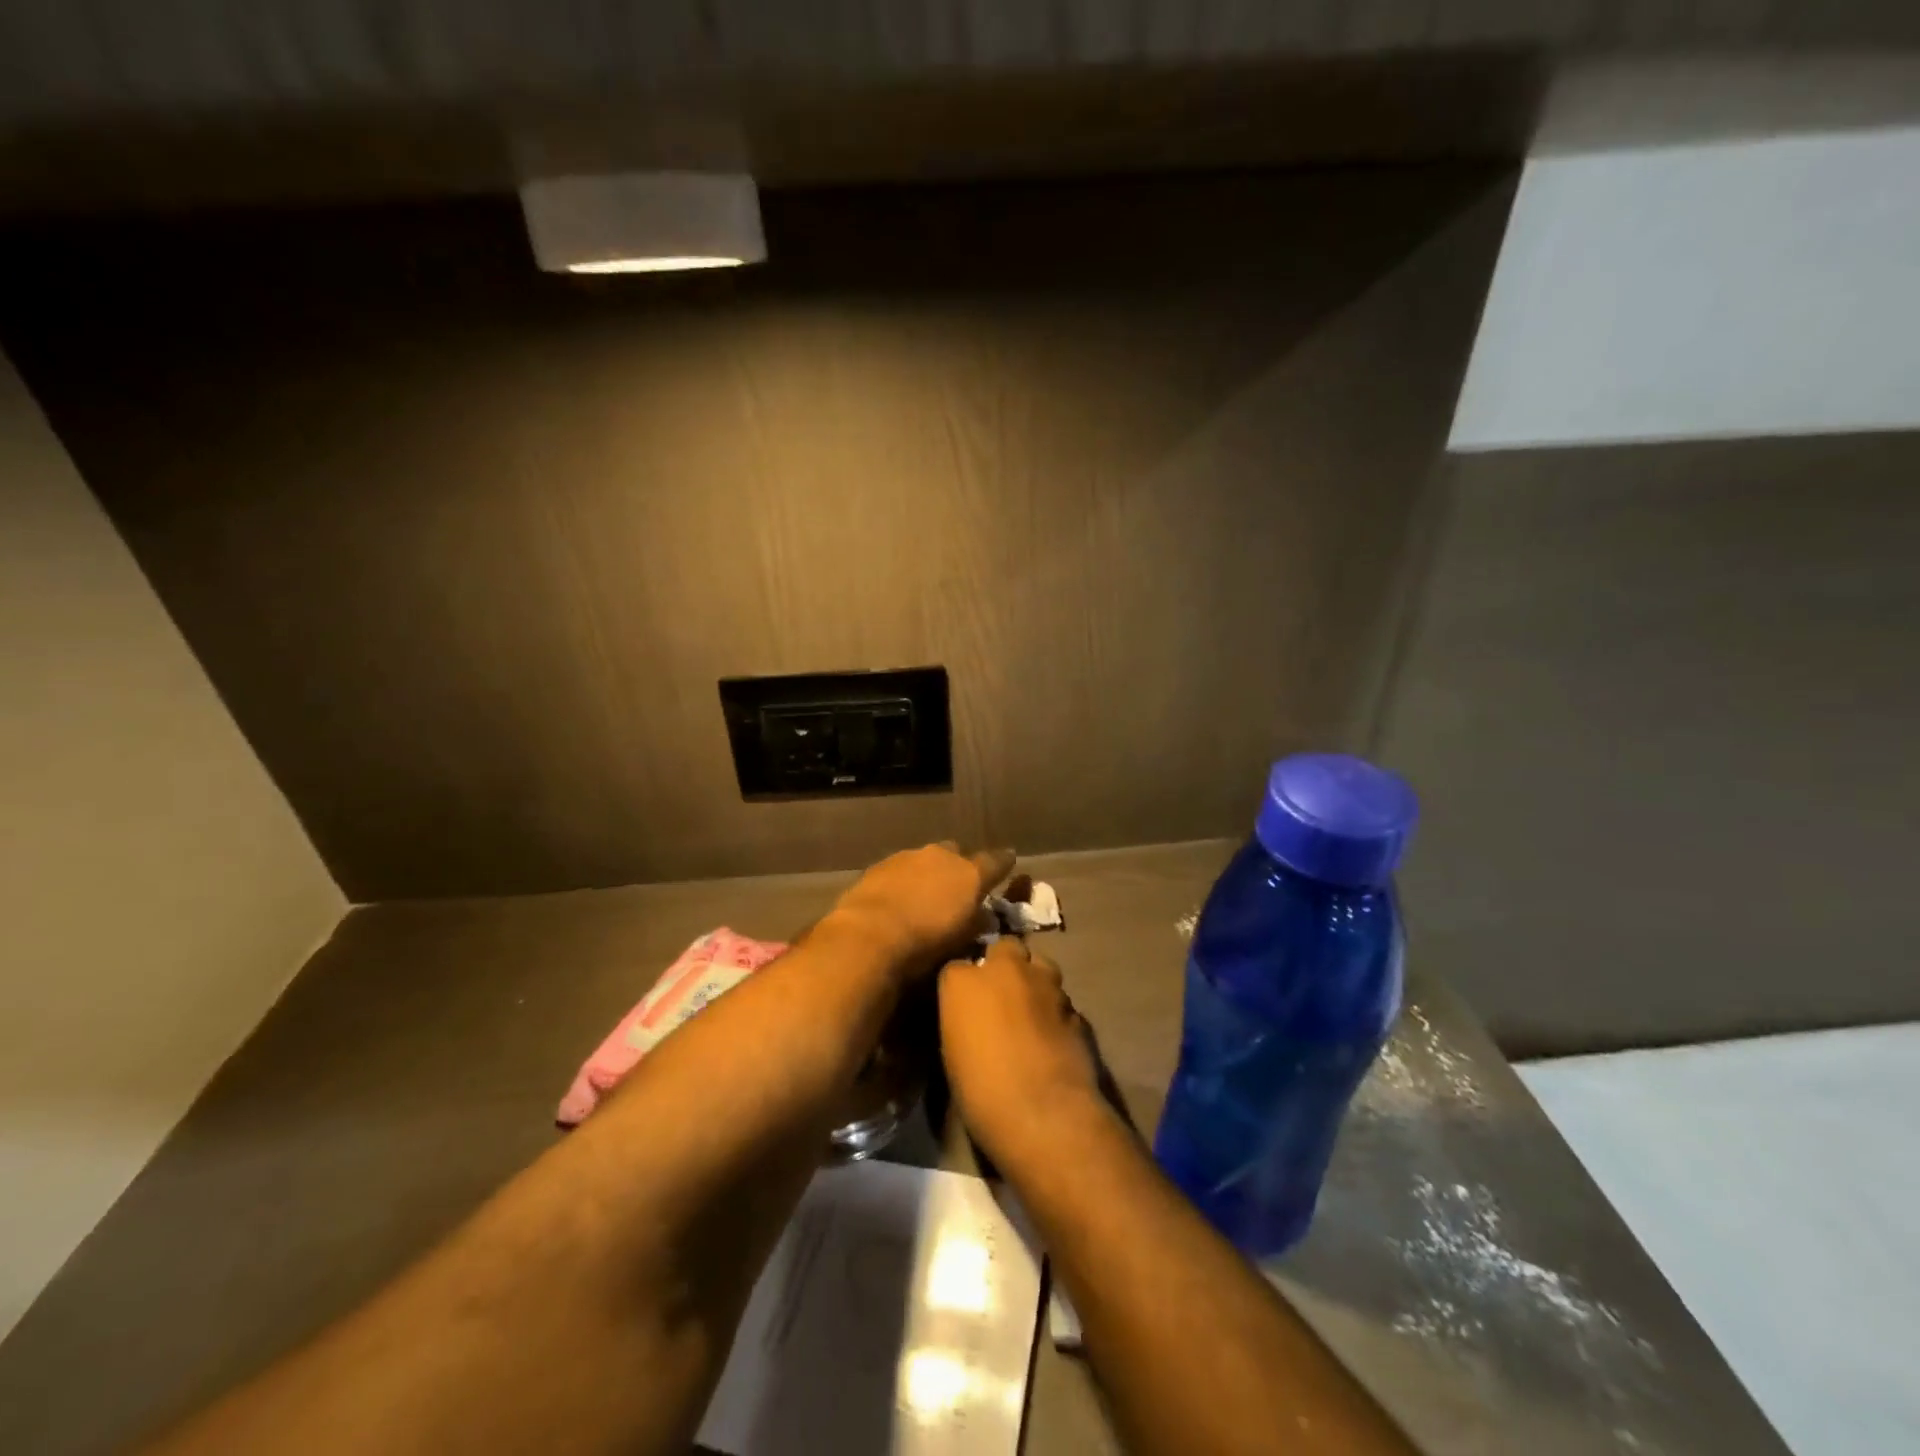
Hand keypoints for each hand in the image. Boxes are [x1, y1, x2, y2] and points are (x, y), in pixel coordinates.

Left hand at [826, 843, 1014, 978]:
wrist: (870, 933)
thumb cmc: (926, 941)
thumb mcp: (962, 939)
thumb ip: (976, 921)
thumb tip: (983, 914)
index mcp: (970, 873)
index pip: (997, 861)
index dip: (1004, 863)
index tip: (1009, 863)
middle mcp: (943, 856)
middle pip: (957, 854)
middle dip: (959, 866)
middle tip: (956, 888)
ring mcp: (910, 856)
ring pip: (927, 859)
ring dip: (928, 872)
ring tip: (923, 895)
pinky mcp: (881, 864)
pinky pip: (901, 868)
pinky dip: (904, 879)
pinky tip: (897, 898)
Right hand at [938, 938, 1102, 1169]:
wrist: (1044, 1114)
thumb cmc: (981, 1092)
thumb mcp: (953, 1053)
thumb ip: (963, 1019)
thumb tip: (972, 1018)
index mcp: (963, 981)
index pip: (957, 965)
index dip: (963, 984)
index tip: (964, 1003)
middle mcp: (1005, 969)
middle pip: (1004, 947)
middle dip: (1003, 963)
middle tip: (1000, 994)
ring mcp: (1045, 984)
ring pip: (1039, 965)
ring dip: (1034, 980)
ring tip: (1030, 1009)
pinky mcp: (1075, 1005)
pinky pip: (1060, 998)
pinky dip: (1055, 1009)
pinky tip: (1053, 1034)